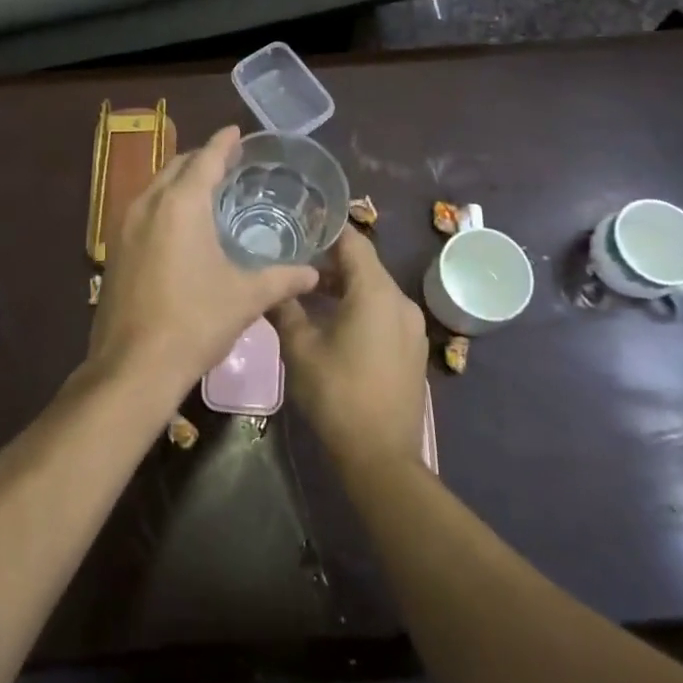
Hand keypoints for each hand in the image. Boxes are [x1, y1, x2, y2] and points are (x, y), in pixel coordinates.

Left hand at [87, 126, 318, 407]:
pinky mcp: (115, 248)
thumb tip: (314, 273)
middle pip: (177, 166)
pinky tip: (181, 224)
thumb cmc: (195, 322)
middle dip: (202, 158)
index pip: (206, 159)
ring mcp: (125, 225)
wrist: (133, 367)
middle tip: (229, 162)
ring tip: (207, 188)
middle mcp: (149, 204)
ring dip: (181, 179)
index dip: (223, 142)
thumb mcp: (245, 298)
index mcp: (181, 204)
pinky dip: (165, 202)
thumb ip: (282, 279)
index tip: (236, 131)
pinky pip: (144, 208)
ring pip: (157, 186)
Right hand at [270, 229, 427, 472]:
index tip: (298, 224)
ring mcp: (411, 325)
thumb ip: (285, 307)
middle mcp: (400, 300)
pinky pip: (383, 311)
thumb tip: (269, 283)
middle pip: (364, 264)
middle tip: (293, 258)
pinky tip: (333, 321)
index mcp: (375, 292)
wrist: (382, 458)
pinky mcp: (412, 347)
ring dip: (343, 285)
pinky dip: (359, 306)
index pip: (352, 240)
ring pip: (374, 289)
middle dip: (329, 260)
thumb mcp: (300, 348)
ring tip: (307, 291)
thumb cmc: (337, 394)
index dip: (326, 229)